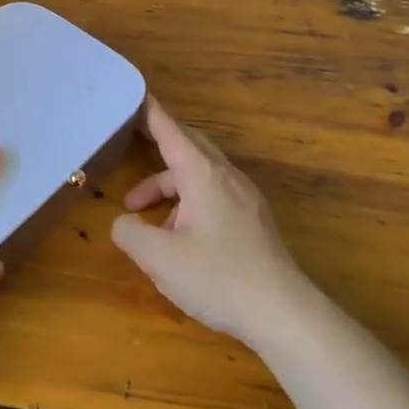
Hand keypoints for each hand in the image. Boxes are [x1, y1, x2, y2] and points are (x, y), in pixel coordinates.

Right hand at [111, 97, 315, 346]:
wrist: (284, 314)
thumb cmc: (218, 278)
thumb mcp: (159, 258)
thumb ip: (130, 233)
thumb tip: (124, 222)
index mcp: (203, 175)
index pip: (171, 131)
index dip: (150, 113)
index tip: (134, 94)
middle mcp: (227, 178)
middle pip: (189, 147)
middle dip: (157, 146)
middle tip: (128, 144)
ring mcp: (245, 199)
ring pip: (200, 176)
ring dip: (168, 185)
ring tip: (141, 216)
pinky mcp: (253, 222)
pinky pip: (214, 195)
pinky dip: (187, 202)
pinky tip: (177, 236)